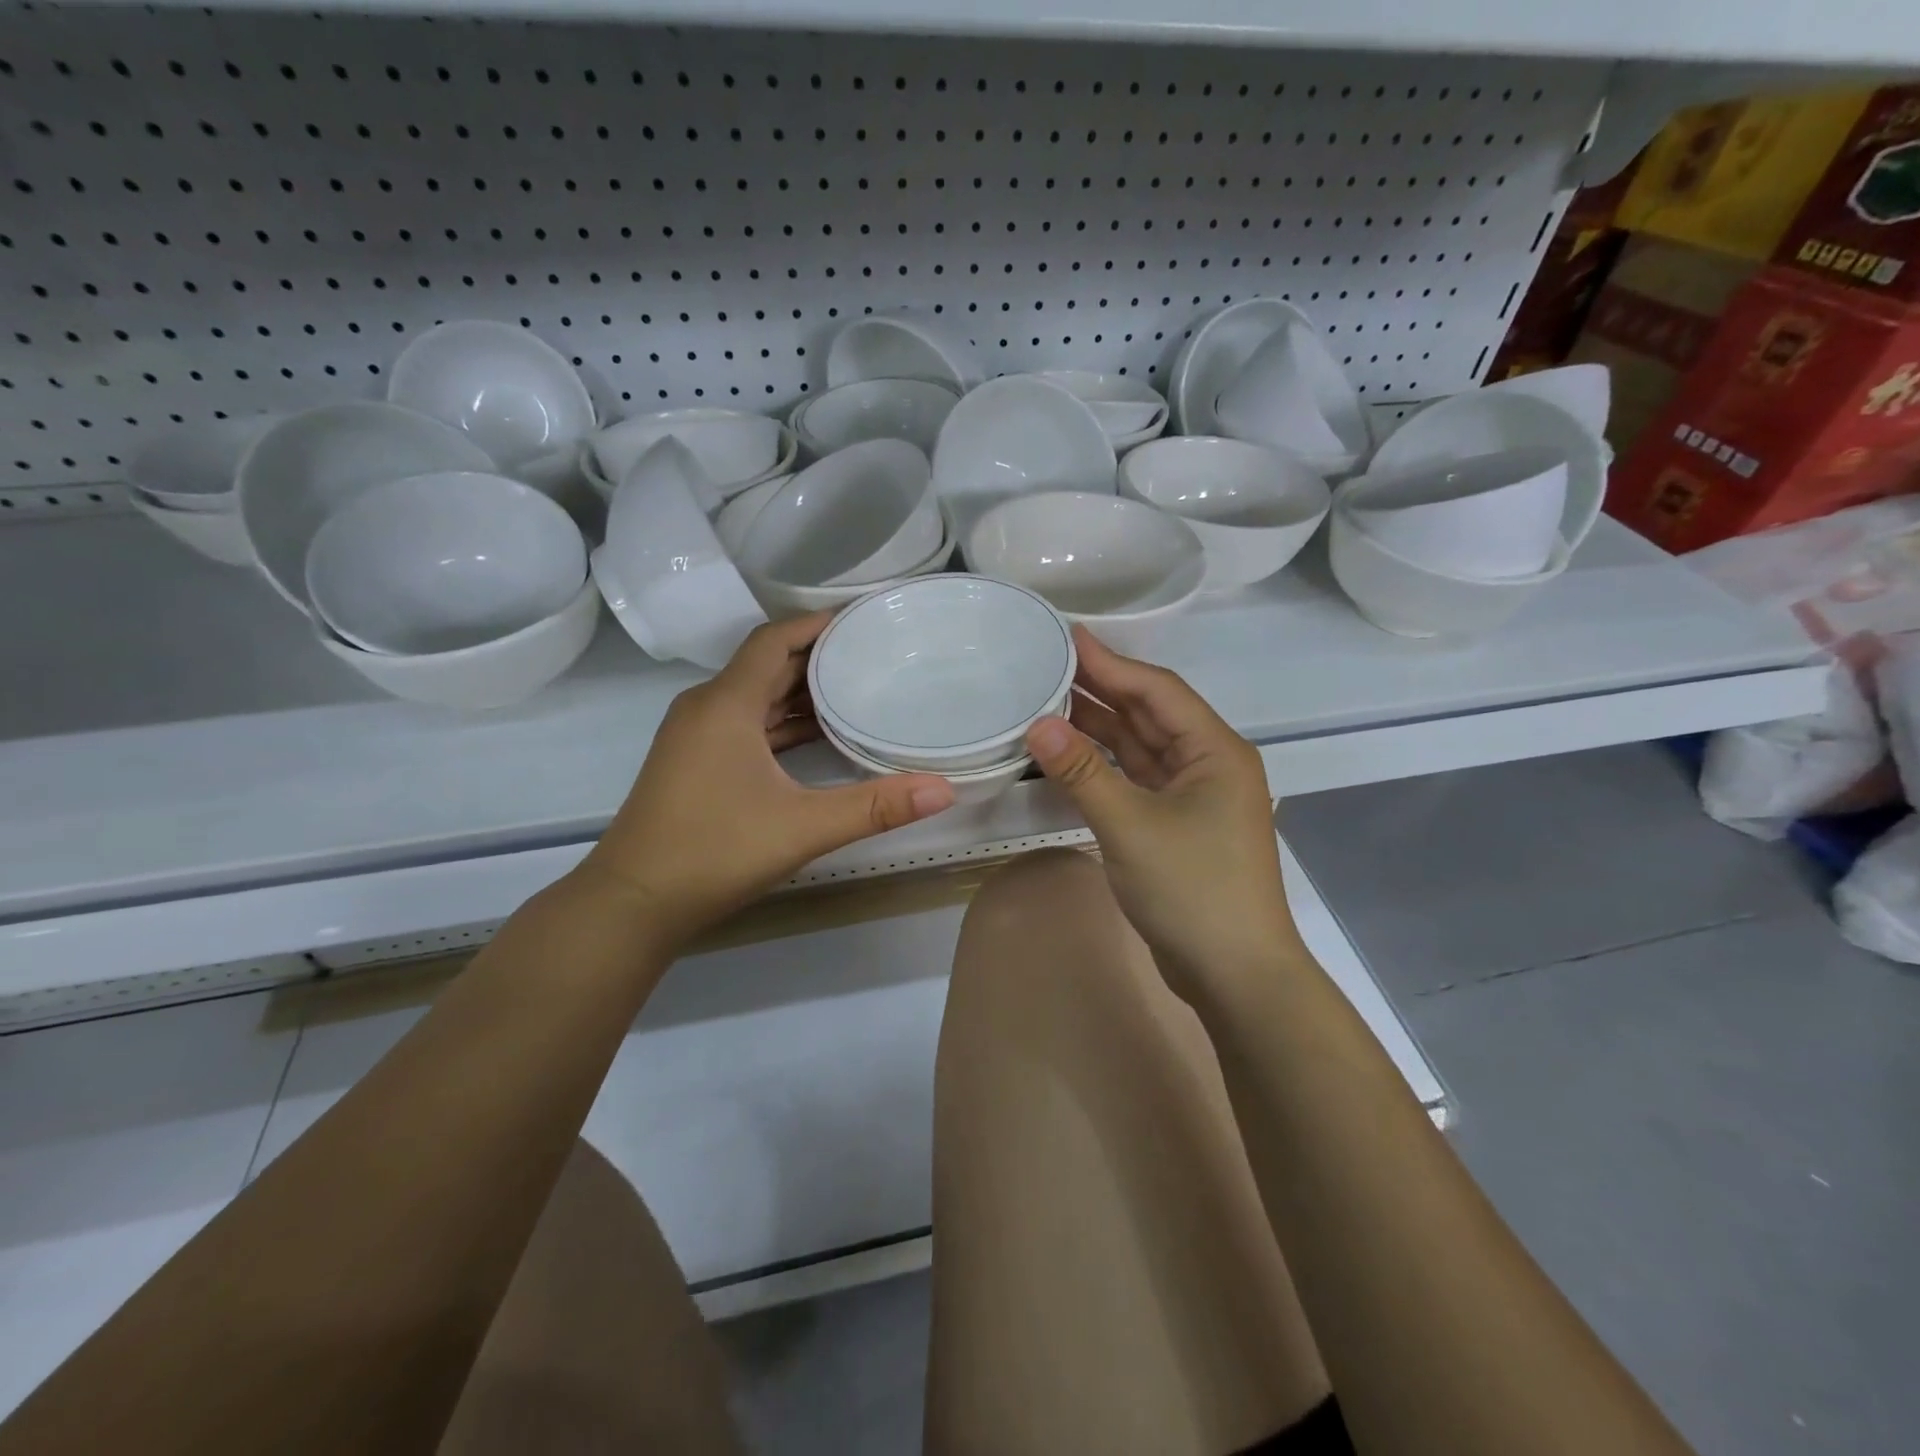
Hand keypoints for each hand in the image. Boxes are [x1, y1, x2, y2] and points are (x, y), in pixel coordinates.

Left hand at [583, 614, 955, 949]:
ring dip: (799, 691)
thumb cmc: (714, 852)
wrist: (633, 903)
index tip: (862, 619)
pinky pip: (744, 724)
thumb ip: (876, 806)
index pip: (773, 639)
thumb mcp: (804, 827)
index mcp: (726, 704)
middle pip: (765, 664)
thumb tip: (945, 789)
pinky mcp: (694, 762)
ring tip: (855, 688)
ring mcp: (695, 736)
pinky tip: (816, 736)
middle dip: (817, 656)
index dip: (816, 623)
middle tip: (873, 653)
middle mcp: (706, 708)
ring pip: (754, 696)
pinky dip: (780, 722)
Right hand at [1025, 628, 1295, 996]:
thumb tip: (1037, 724)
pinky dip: (1105, 766)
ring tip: (1049, 702)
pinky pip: (1137, 780)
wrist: (1235, 974)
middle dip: (1103, 690)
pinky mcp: (1178, 826)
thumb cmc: (1192, 890)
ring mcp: (1195, 797)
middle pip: (1150, 714)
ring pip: (1142, 748)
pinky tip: (1070, 756)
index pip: (1157, 690)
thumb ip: (1083, 773)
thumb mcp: (1130, 826)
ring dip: (1101, 728)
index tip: (1067, 638)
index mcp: (1215, 751)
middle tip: (1049, 665)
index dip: (1112, 662)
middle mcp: (1209, 764)